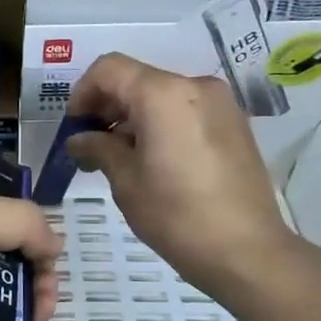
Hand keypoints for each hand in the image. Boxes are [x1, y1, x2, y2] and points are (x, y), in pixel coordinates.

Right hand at [65, 53, 296, 300]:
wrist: (247, 251)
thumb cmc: (176, 215)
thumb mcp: (126, 181)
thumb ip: (98, 148)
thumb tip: (79, 139)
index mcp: (163, 94)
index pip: (109, 69)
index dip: (83, 93)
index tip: (74, 127)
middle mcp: (194, 86)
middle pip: (137, 79)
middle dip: (107, 107)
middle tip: (90, 146)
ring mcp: (220, 104)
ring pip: (161, 95)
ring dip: (133, 117)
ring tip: (120, 158)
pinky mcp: (234, 124)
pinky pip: (185, 110)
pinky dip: (160, 124)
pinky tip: (153, 161)